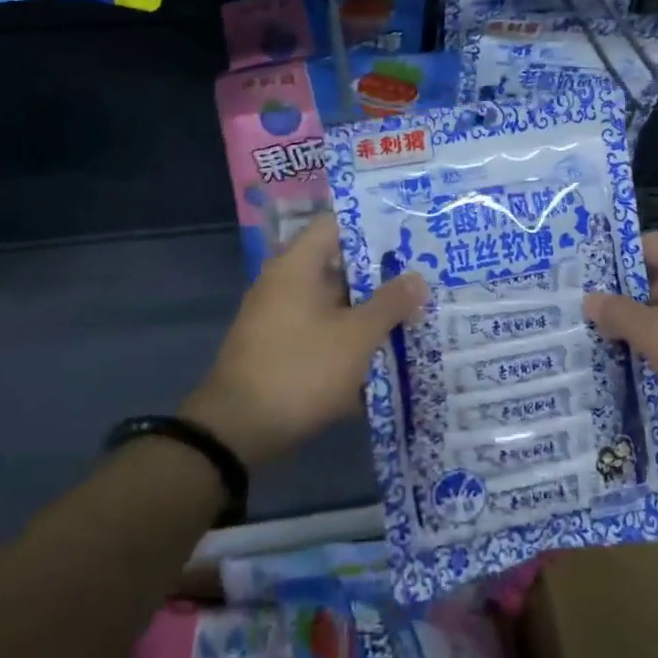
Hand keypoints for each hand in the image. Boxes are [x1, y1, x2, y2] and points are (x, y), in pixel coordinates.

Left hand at [182, 214, 426, 464]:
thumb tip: (417, 278)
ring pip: (332, 304)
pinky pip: (321, 332)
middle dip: (379, 276)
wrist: (237, 431)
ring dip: (366, 312)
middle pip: (337, 266)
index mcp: (297, 266)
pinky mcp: (279, 350)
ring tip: (411, 317)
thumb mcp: (356, 337)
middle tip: (420, 280)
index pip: (335, 225)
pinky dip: (347, 339)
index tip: (407, 236)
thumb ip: (389, 304)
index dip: (371, 226)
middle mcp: (284, 284)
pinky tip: (381, 356)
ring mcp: (278, 318)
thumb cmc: (301, 369)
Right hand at [583, 232, 657, 430]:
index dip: (609, 263)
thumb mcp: (656, 335)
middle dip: (622, 302)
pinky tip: (643, 369)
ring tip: (604, 347)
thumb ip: (618, 314)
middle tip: (584, 320)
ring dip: (643, 329)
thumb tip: (590, 300)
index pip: (641, 245)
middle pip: (655, 278)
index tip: (579, 284)